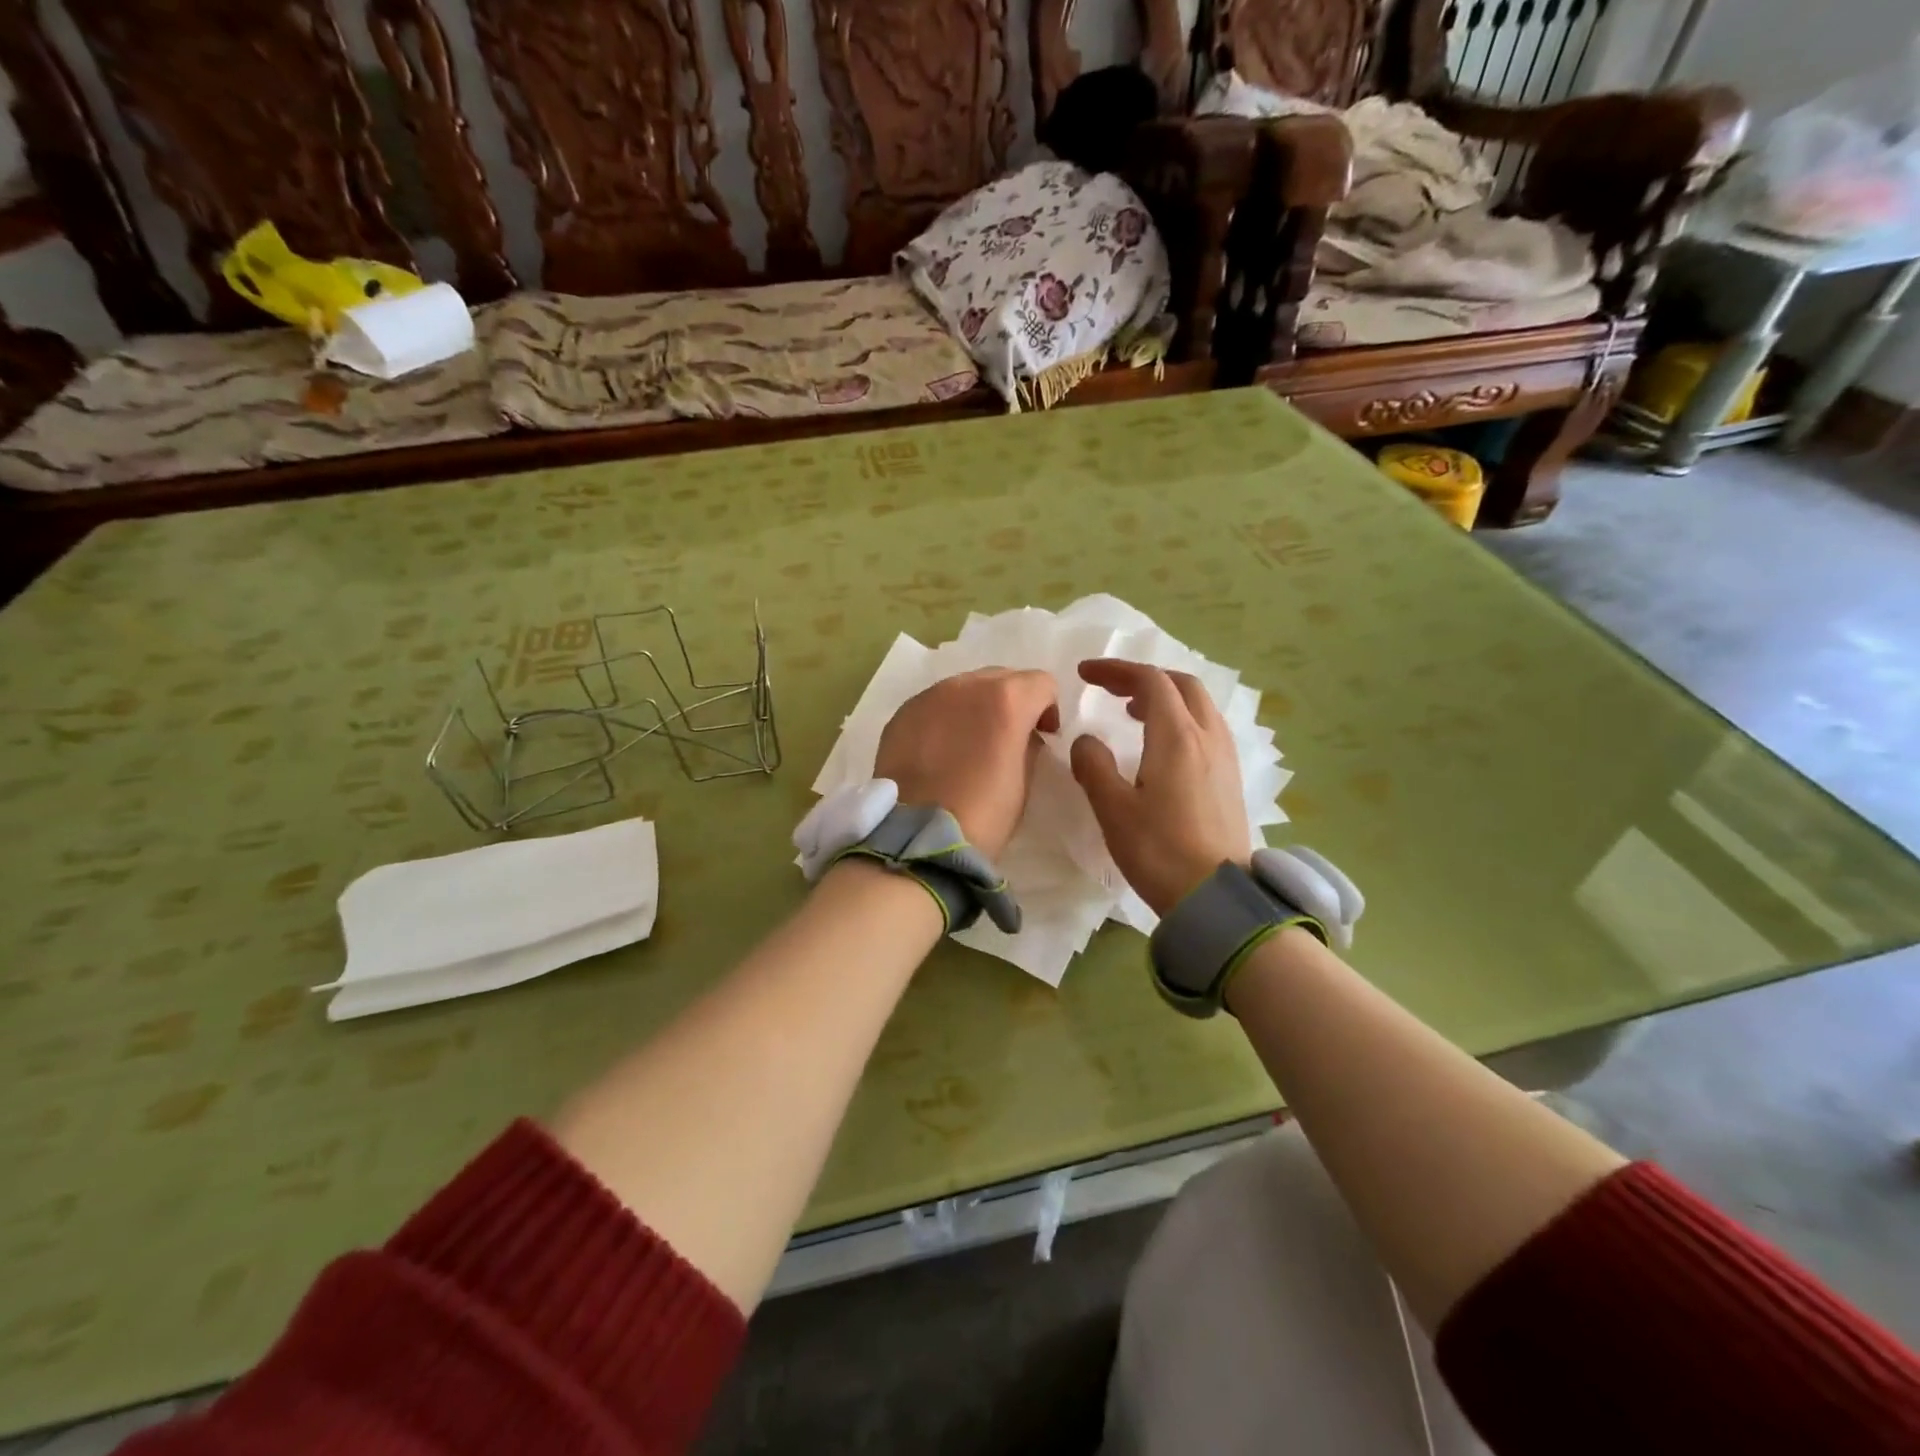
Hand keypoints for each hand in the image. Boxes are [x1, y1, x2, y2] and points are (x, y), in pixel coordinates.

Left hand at [874, 669, 1060, 859]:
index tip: (1043, 735)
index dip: (1048, 709)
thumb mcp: (1024, 781)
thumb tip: (1021, 735)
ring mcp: (929, 696)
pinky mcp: (901, 714)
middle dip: (1012, 701)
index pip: (1041, 683)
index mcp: (1006, 699)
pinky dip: (944, 719)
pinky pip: (934, 705)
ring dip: (975, 707)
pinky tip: (939, 751)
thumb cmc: (983, 814)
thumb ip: (1028, 744)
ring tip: (969, 743)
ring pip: (964, 688)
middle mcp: (966, 685)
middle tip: (1007, 737)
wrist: (918, 837)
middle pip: (1001, 677)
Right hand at [1070, 659, 1252, 915]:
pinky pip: (1207, 728)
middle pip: (1181, 684)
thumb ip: (1093, 765)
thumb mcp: (1113, 809)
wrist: (1216, 898)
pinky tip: (1163, 747)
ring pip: (1199, 706)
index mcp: (1177, 737)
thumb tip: (1086, 740)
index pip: (1149, 680)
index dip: (1116, 670)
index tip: (1084, 674)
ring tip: (1134, 713)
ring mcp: (1225, 757)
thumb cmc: (1159, 851)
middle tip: (1112, 690)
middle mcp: (1207, 736)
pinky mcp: (1231, 778)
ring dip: (1166, 697)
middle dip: (1144, 678)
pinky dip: (1181, 719)